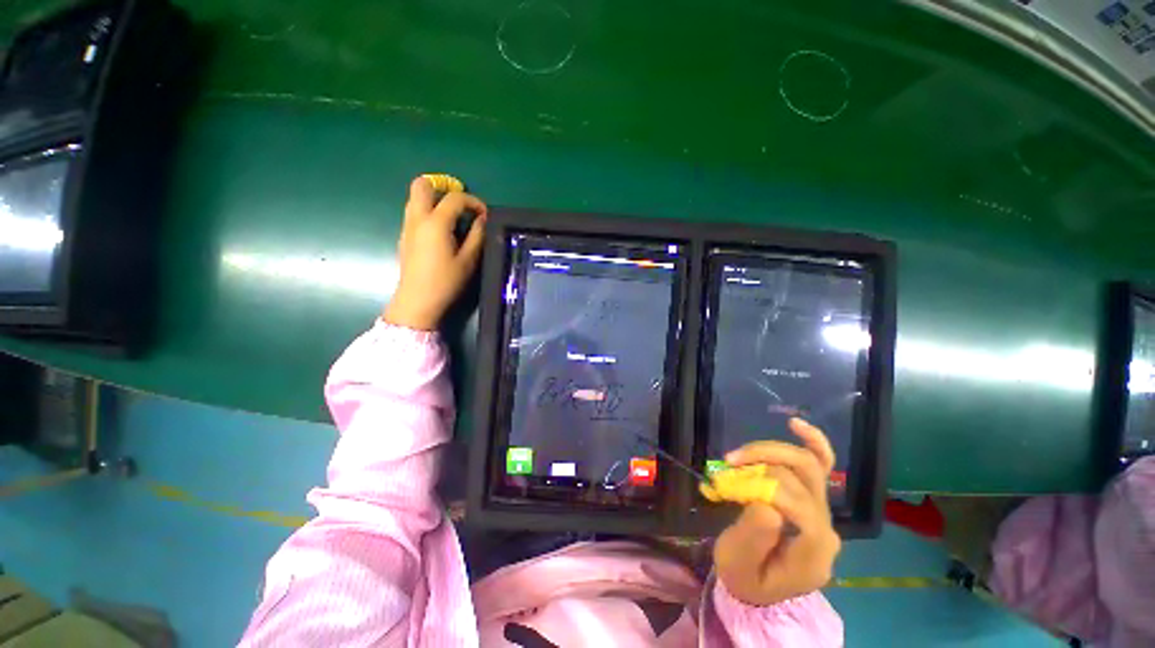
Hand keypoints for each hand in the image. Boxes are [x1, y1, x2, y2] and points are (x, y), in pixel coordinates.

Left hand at [382, 177, 487, 330]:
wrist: (417, 301)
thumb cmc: (446, 282)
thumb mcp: (468, 260)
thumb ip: (477, 235)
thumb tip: (482, 219)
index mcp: (435, 223)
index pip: (455, 198)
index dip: (473, 201)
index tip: (485, 214)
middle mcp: (417, 219)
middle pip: (422, 185)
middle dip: (442, 186)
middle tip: (460, 201)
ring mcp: (407, 227)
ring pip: (415, 198)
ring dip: (434, 199)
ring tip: (454, 216)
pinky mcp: (405, 236)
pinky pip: (414, 212)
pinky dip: (429, 212)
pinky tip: (442, 231)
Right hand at [713, 418, 841, 606]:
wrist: (758, 587)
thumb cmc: (745, 576)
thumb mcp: (739, 564)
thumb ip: (754, 538)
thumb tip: (766, 503)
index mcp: (813, 552)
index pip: (800, 506)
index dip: (765, 488)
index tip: (731, 486)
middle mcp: (826, 528)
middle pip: (804, 478)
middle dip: (762, 463)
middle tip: (729, 464)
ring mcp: (823, 512)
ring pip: (808, 464)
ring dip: (770, 452)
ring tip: (739, 455)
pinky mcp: (814, 499)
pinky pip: (822, 465)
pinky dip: (812, 441)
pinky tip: (795, 424)